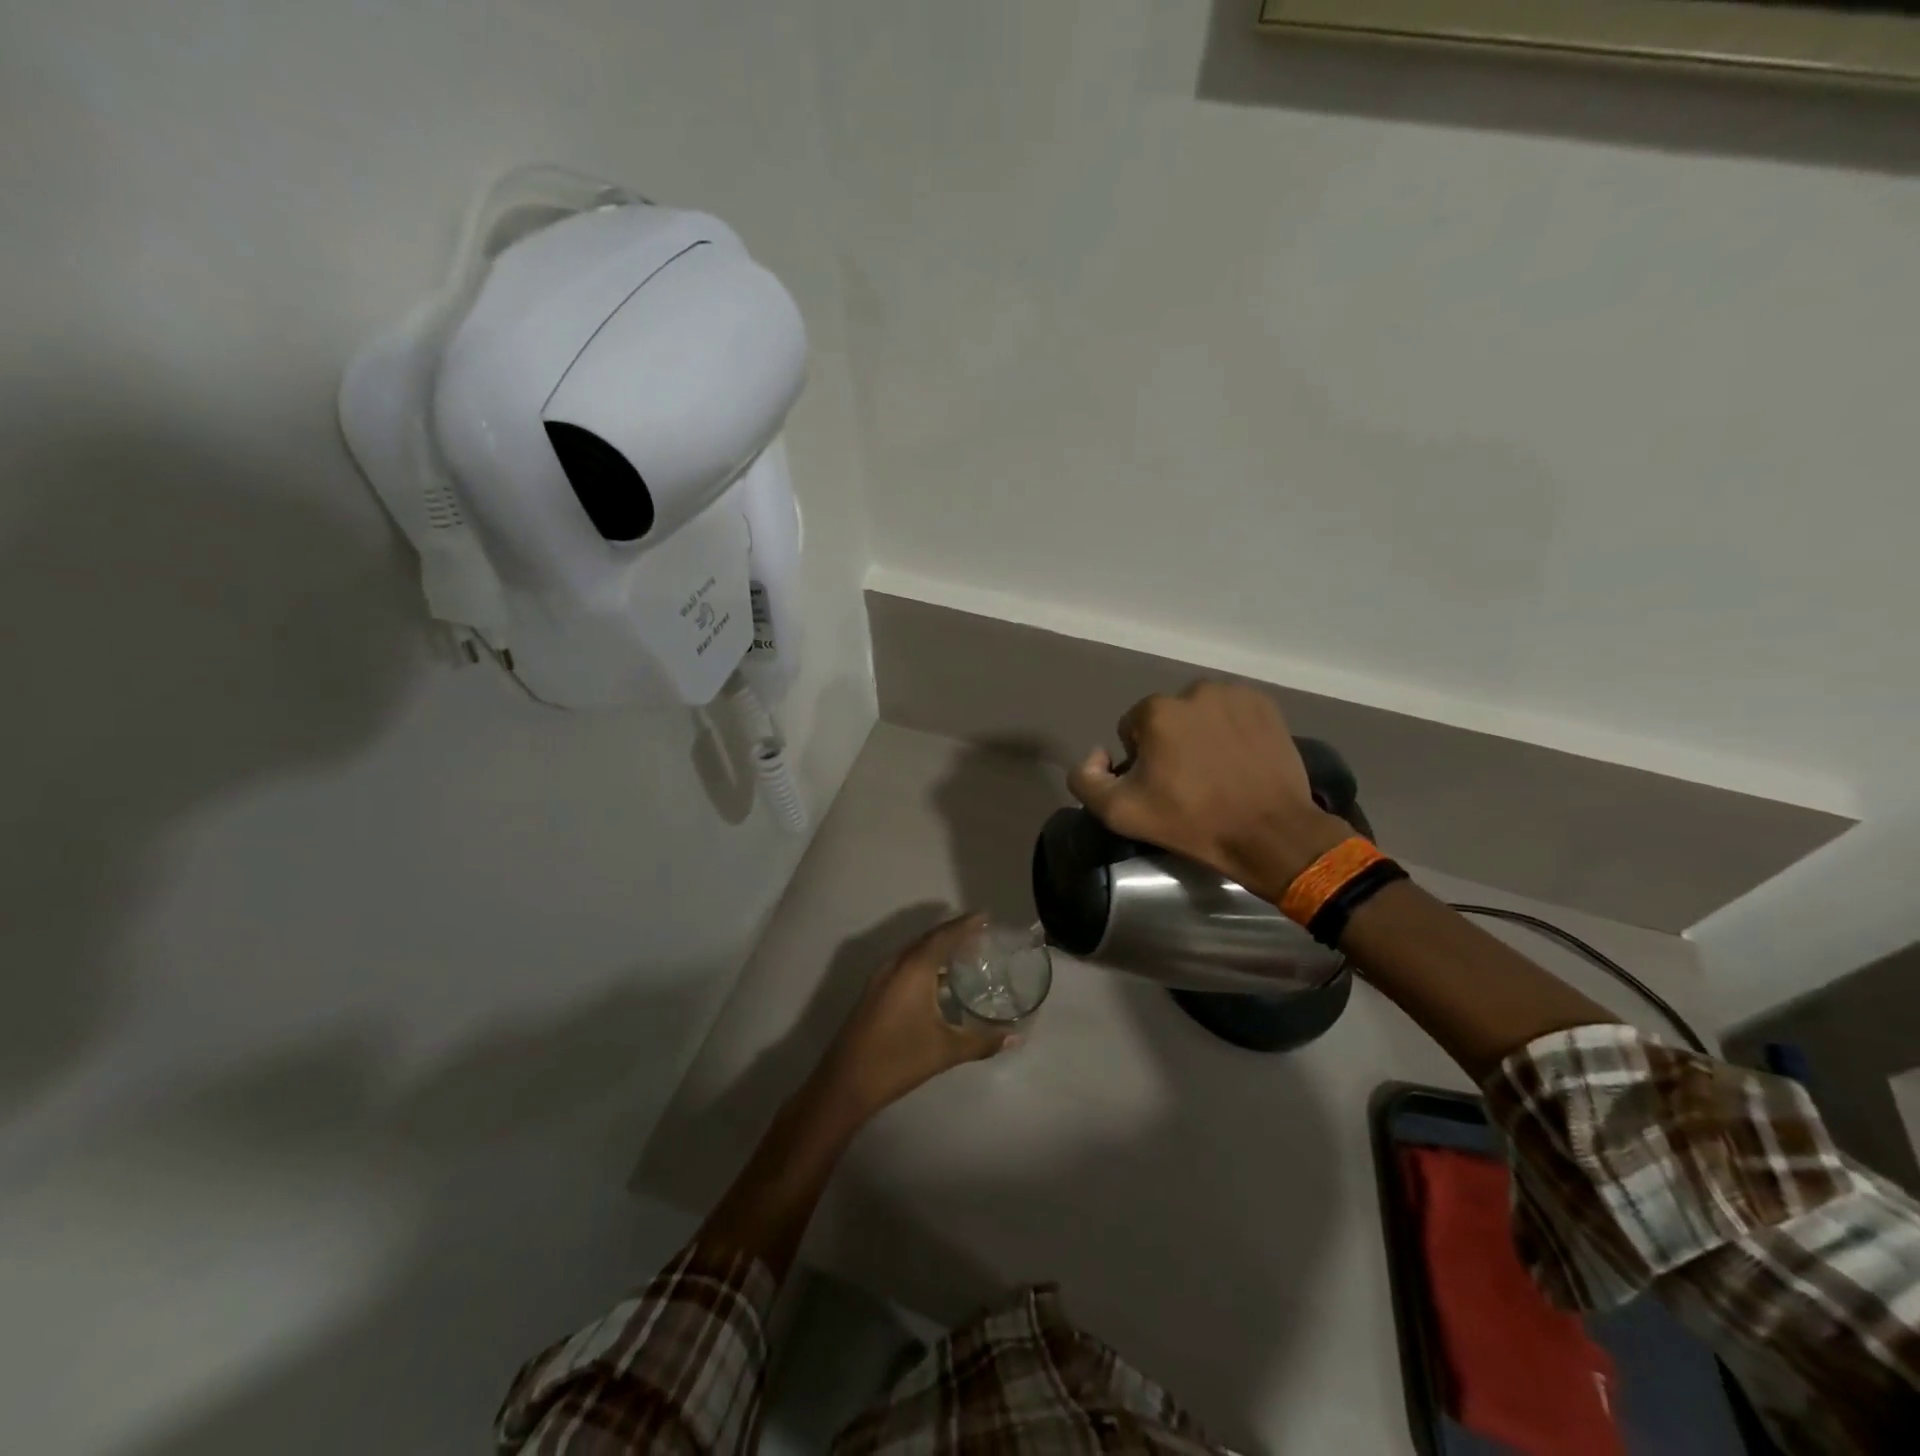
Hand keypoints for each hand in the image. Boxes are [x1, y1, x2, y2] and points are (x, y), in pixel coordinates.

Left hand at [818, 913, 1009, 1118]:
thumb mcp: (946, 1050)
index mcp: (914, 968)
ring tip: (964, 954)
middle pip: (928, 939)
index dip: (966, 925)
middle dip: (953, 933)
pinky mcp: (874, 992)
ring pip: (914, 952)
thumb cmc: (899, 1059)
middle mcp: (896, 964)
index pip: (944, 936)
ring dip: (938, 948)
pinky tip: (939, 981)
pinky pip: (905, 965)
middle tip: (980, 933)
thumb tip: (1016, 1036)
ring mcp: (881, 978)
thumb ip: (982, 1041)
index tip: (986, 916)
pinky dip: (925, 963)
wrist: (846, 1082)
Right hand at [1066, 681, 1349, 901]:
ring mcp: (1234, 695)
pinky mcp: (1265, 705)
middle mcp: (1193, 691)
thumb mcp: (1120, 813)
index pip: (1131, 730)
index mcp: (1156, 711)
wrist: (1270, 833)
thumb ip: (1085, 779)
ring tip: (1217, 771)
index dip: (1140, 760)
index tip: (1160, 787)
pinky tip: (1240, 760)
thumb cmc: (1192, 822)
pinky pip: (1233, 712)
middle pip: (1166, 719)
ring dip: (1201, 734)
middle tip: (1189, 782)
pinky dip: (1231, 730)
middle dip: (1170, 744)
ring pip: (1200, 713)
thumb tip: (1096, 754)